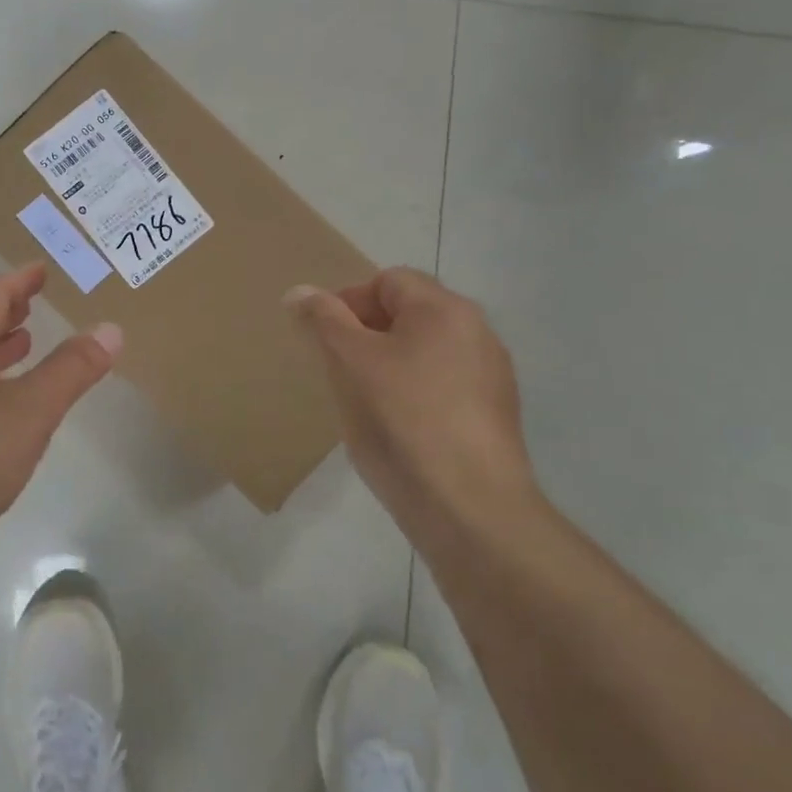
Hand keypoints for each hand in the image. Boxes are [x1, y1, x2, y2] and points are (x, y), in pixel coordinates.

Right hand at [285, 268, 538, 540]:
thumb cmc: (401, 421)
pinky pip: (441, 388)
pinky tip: (396, 431)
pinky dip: (413, 396)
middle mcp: (477, 332)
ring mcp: (491, 377)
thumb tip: (299, 291)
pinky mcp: (492, 417)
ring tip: (363, 403)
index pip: (387, 280)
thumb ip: (323, 320)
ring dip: (388, 366)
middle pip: (409, 315)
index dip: (348, 301)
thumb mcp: (349, 363)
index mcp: (445, 309)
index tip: (323, 340)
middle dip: (366, 335)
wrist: (470, 510)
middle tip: (338, 370)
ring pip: (424, 354)